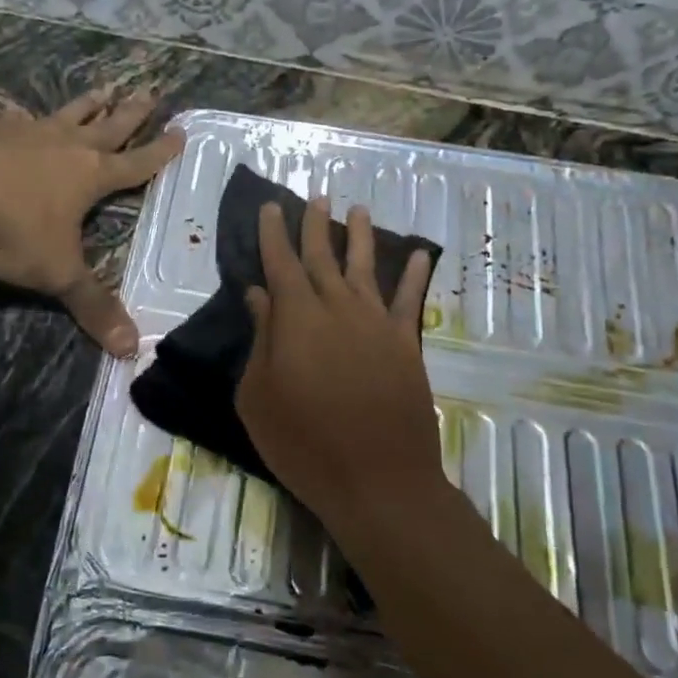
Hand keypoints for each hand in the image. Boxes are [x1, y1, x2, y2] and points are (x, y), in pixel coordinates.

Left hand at [0, 90, 182, 355]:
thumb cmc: (11, 231)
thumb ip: (93, 307)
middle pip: (108, 126)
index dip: (161, 151)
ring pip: (66, 114)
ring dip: (88, 104)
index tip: (181, 130)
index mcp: (90, 176)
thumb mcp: (58, 274)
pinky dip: (25, 116)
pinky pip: (15, 118)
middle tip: (151, 91)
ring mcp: (25, 132)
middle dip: (132, 113)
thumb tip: (131, 350)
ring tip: (104, 87)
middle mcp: (64, 146)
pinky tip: (19, 112)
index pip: (137, 163)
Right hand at [235, 196, 442, 531]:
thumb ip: (261, 339)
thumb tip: (260, 294)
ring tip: (358, 210)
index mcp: (296, 317)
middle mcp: (337, 308)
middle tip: (314, 197)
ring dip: (360, 237)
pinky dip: (415, 275)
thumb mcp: (258, 395)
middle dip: (315, 225)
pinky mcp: (405, 343)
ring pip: (365, 268)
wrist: (376, 479)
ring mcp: (376, 323)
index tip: (272, 207)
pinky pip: (410, 300)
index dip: (275, 234)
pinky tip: (419, 254)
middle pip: (323, 256)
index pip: (281, 263)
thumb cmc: (302, 442)